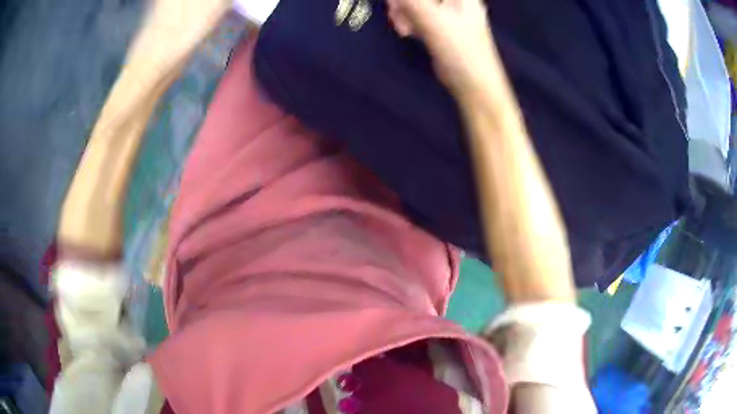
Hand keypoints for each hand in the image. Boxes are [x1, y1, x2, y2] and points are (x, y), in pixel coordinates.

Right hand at [387, 0, 497, 92]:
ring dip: (402, 10)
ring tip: (404, 28)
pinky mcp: (437, 23)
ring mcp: (445, 10)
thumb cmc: (460, 49)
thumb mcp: (432, 20)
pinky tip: (406, 32)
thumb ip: (410, 1)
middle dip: (403, 2)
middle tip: (396, 12)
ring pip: (414, 1)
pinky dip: (407, 19)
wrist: (472, 84)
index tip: (399, 4)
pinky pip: (415, 12)